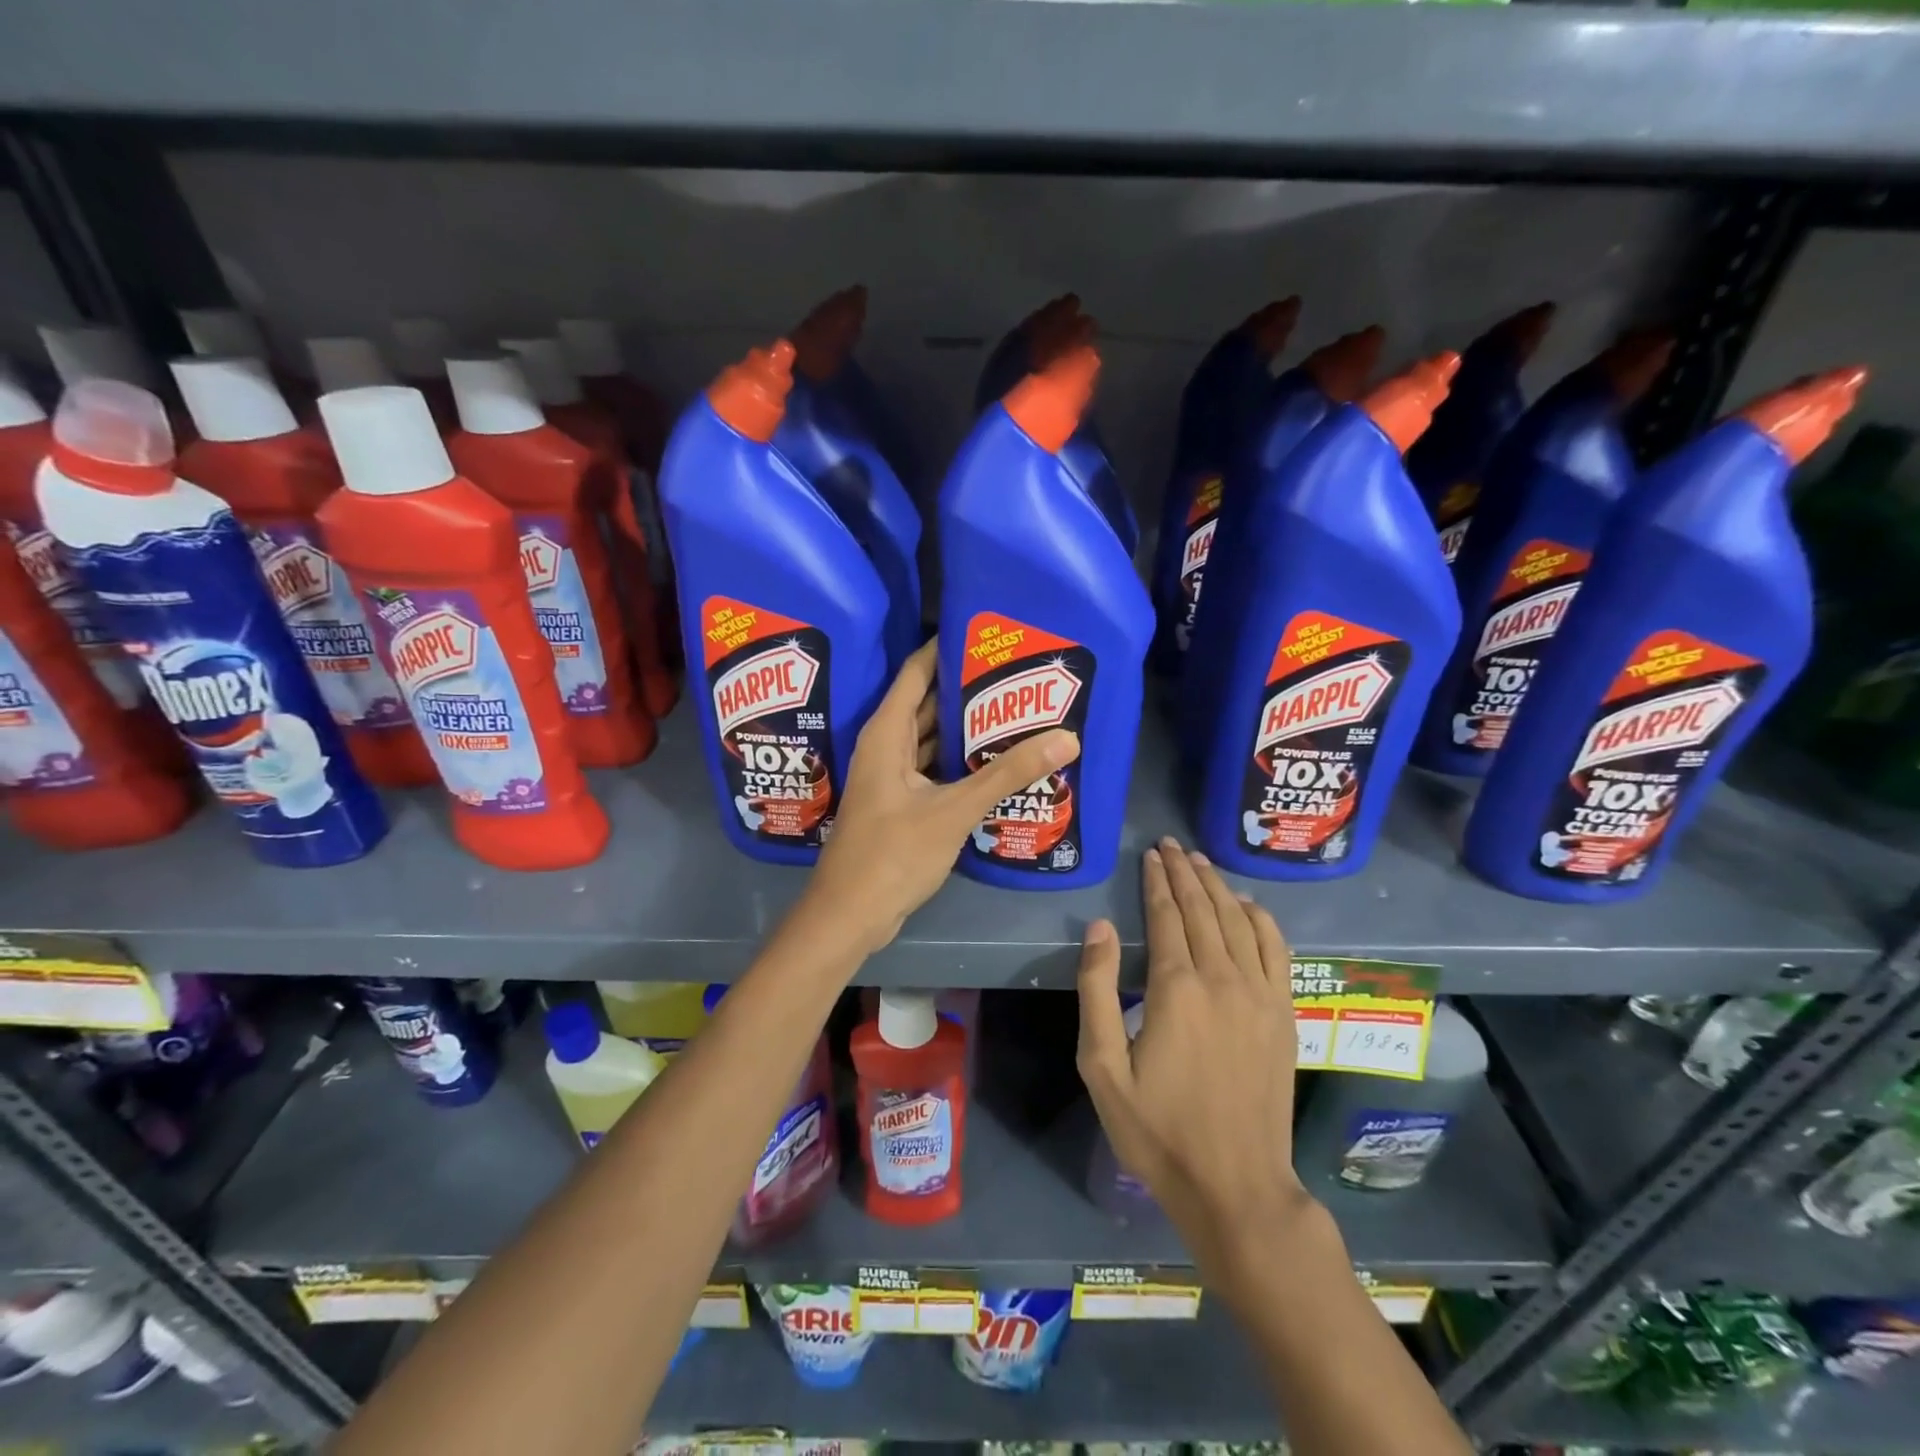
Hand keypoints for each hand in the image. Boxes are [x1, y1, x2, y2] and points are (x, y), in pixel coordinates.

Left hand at [802, 639, 1079, 957]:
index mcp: (887, 733)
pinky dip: (961, 760)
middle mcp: (887, 746)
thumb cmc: (893, 853)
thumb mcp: (954, 809)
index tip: (987, 632)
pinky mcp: (902, 803)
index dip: (946, 647)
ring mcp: (893, 776)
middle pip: (929, 702)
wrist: (851, 914)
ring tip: (1017, 708)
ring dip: (966, 726)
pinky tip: (996, 759)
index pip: (917, 671)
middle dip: (968, 687)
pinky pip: (935, 767)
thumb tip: (1066, 738)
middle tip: (1017, 672)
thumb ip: (1007, 774)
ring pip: (933, 738)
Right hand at [1076, 837, 1311, 1273]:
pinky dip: (1262, 920)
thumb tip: (1101, 927)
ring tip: (1202, 862)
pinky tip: (1249, 906)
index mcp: (1176, 988)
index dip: (1156, 882)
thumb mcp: (1103, 1067)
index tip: (1150, 855)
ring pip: (1239, 922)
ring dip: (1219, 887)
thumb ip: (1097, 990)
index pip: (1166, 915)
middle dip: (1185, 873)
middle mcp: (1222, 979)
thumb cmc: (1158, 1129)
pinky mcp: (1283, 1015)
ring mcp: (1260, 995)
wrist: (1235, 1186)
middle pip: (1203, 909)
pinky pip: (1276, 951)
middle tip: (1172, 845)